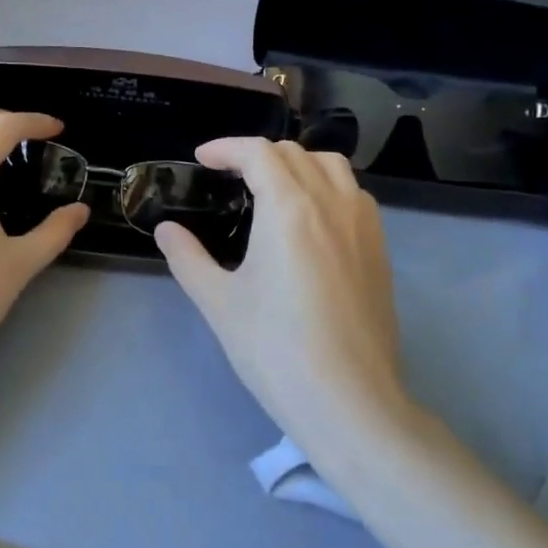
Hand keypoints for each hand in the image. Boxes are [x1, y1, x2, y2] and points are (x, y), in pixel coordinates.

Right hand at [155, 139, 405, 452]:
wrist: (349, 400)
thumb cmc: (275, 349)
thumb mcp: (219, 302)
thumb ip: (187, 257)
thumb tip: (166, 230)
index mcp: (290, 208)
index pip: (258, 153)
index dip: (226, 148)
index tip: (202, 160)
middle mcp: (332, 203)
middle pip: (295, 153)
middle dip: (257, 155)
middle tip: (228, 178)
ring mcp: (364, 225)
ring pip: (332, 167)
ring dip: (297, 164)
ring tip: (272, 190)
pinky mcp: (380, 250)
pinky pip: (354, 196)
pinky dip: (327, 188)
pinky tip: (310, 223)